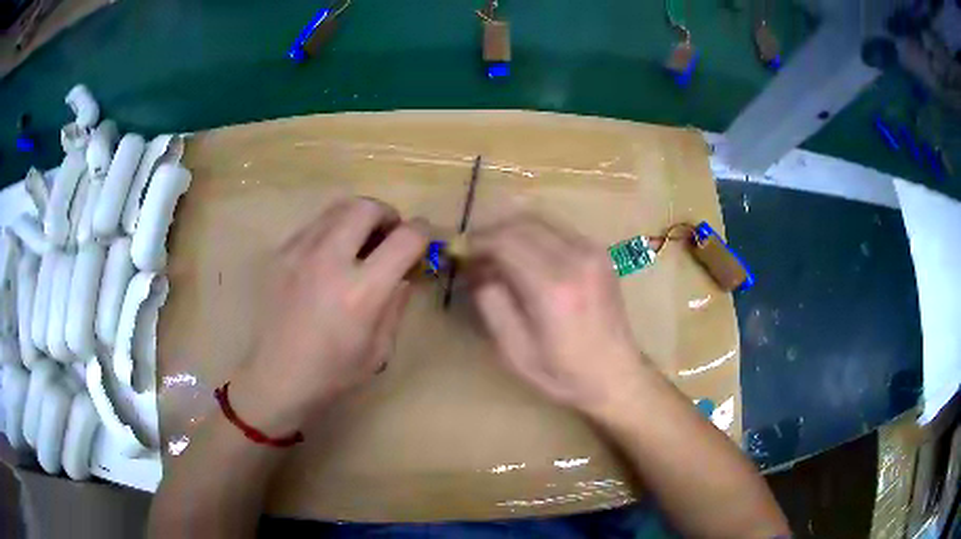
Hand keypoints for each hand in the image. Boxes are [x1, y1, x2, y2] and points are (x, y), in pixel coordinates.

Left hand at [231, 197, 427, 434]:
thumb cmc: (332, 373)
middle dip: (387, 214)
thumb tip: (404, 274)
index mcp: (362, 292)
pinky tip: (329, 256)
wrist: (275, 379)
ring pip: (337, 207)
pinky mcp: (280, 254)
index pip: (405, 238)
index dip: (423, 231)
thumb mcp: (379, 349)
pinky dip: (332, 229)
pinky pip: (314, 225)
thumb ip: (396, 304)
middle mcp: (330, 261)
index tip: (424, 237)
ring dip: (358, 217)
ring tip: (359, 241)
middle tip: (389, 235)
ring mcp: (299, 252)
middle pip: (367, 207)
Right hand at [468, 214, 648, 416]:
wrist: (616, 374)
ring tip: (494, 252)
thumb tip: (477, 269)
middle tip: (473, 252)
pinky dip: (533, 233)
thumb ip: (491, 304)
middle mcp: (576, 259)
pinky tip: (523, 255)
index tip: (458, 252)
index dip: (477, 242)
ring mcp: (592, 251)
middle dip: (491, 232)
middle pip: (522, 223)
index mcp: (553, 287)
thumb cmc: (563, 373)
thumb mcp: (514, 351)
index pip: (506, 241)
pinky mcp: (599, 252)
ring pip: (540, 219)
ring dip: (511, 229)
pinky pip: (557, 228)